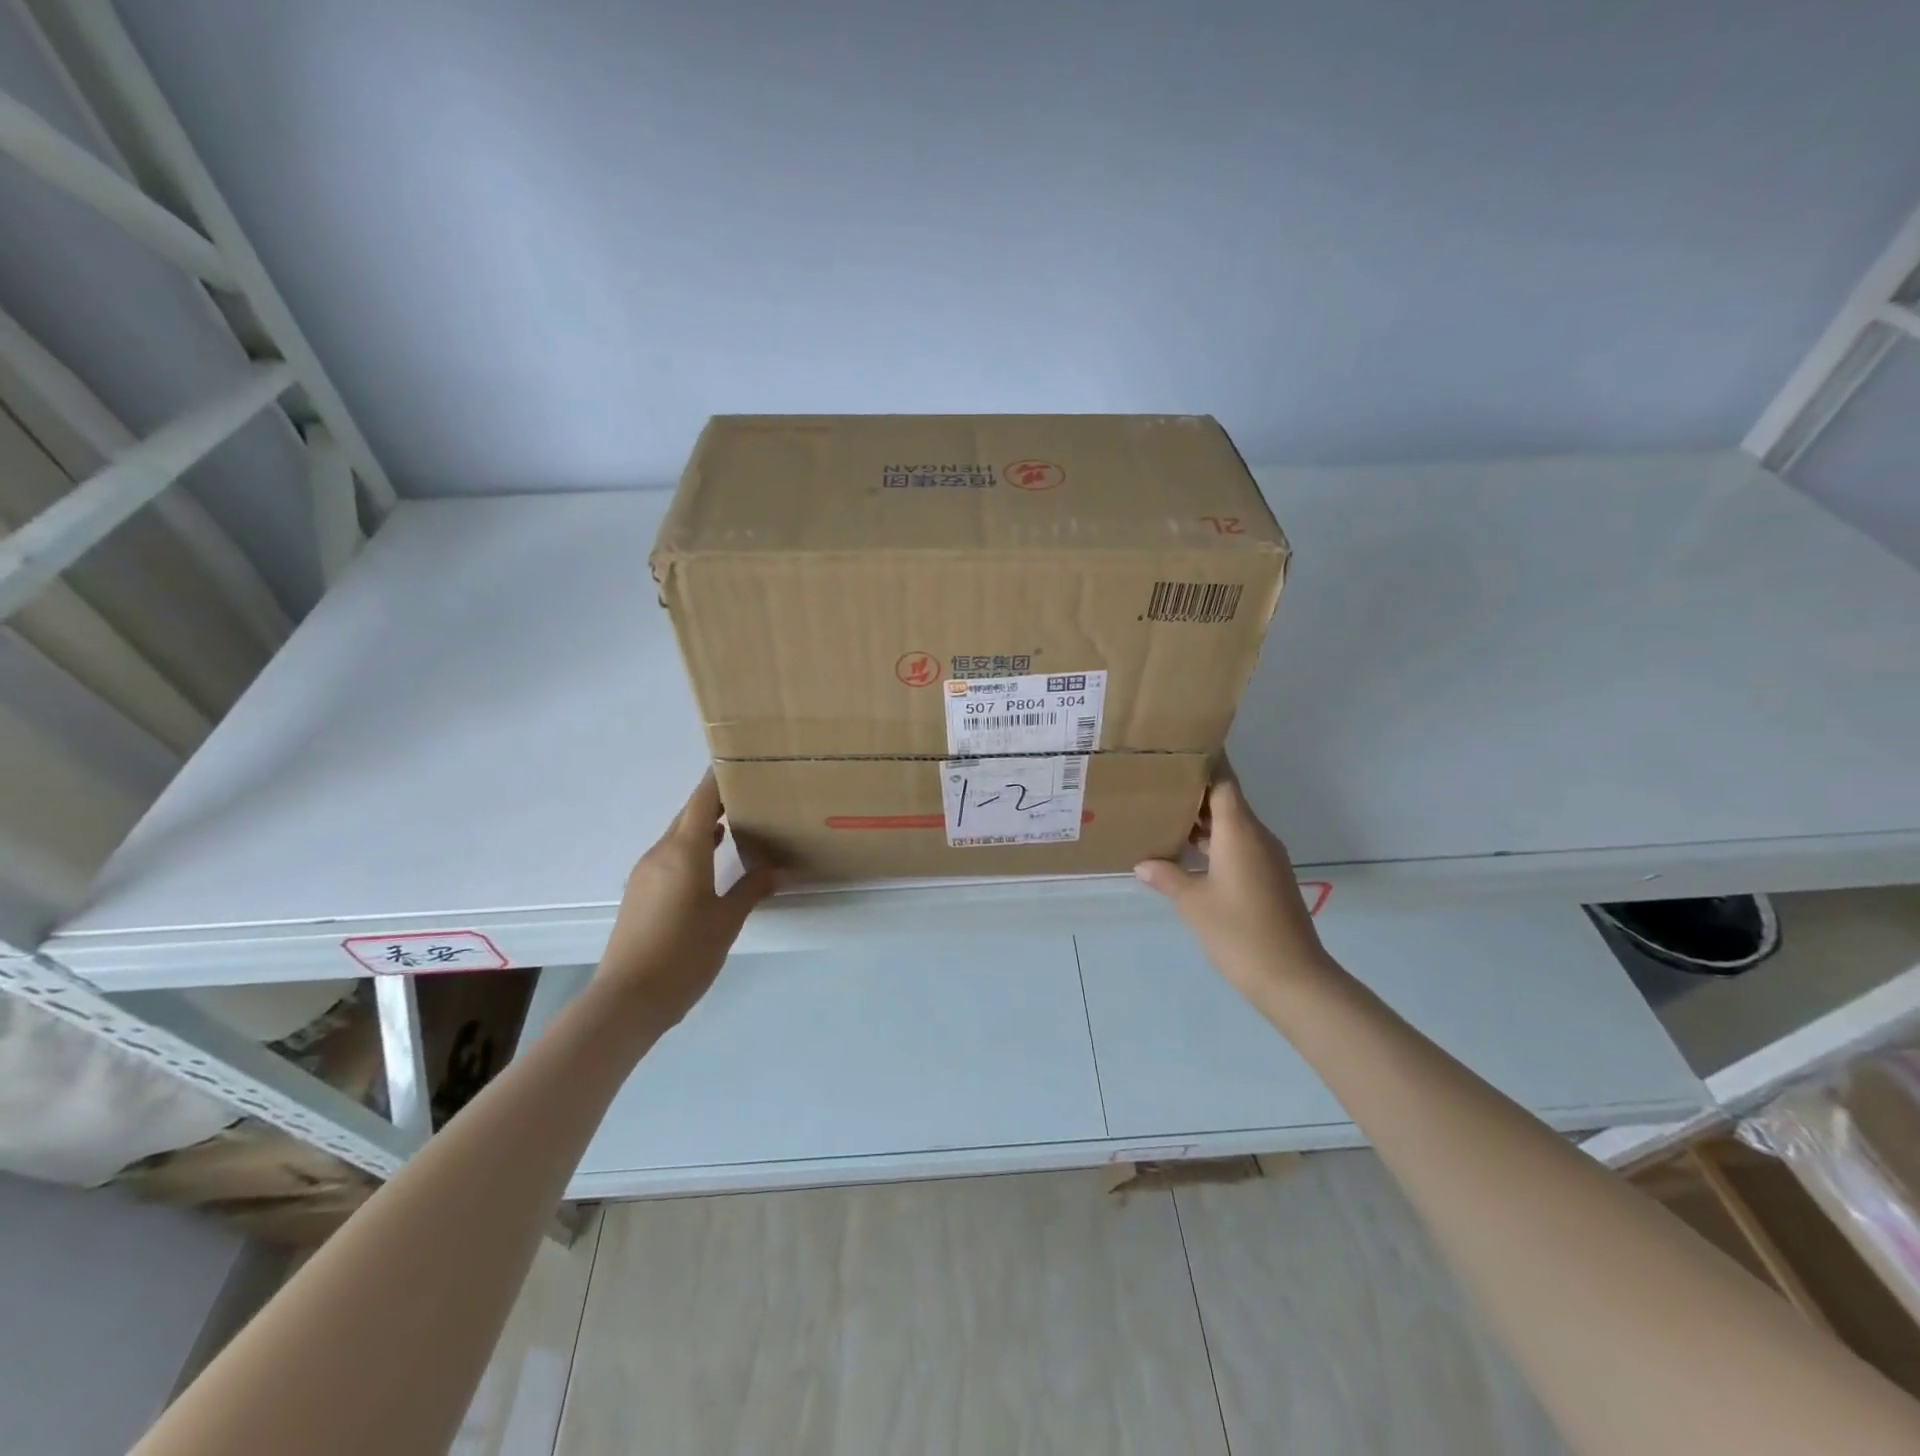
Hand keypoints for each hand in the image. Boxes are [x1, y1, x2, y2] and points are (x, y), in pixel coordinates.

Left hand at [594, 772, 776, 1026]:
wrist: (628, 999)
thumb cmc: (684, 954)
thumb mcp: (727, 921)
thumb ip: (752, 889)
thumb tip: (777, 870)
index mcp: (684, 851)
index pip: (702, 800)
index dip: (719, 778)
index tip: (742, 763)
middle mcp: (660, 853)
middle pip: (689, 815)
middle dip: (717, 802)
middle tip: (753, 795)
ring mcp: (646, 873)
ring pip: (679, 837)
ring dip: (705, 827)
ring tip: (739, 825)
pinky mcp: (641, 893)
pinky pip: (670, 857)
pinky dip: (693, 850)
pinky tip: (713, 862)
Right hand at [1135, 764, 1332, 1006]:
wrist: (1292, 977)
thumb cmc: (1238, 932)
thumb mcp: (1193, 902)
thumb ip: (1167, 876)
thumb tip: (1144, 863)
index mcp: (1240, 831)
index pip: (1224, 781)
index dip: (1205, 762)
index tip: (1181, 747)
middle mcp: (1256, 837)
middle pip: (1225, 801)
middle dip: (1193, 792)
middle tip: (1156, 782)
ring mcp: (1266, 859)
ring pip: (1231, 826)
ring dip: (1201, 821)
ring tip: (1162, 816)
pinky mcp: (1268, 879)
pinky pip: (1237, 847)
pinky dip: (1213, 844)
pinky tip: (1185, 855)